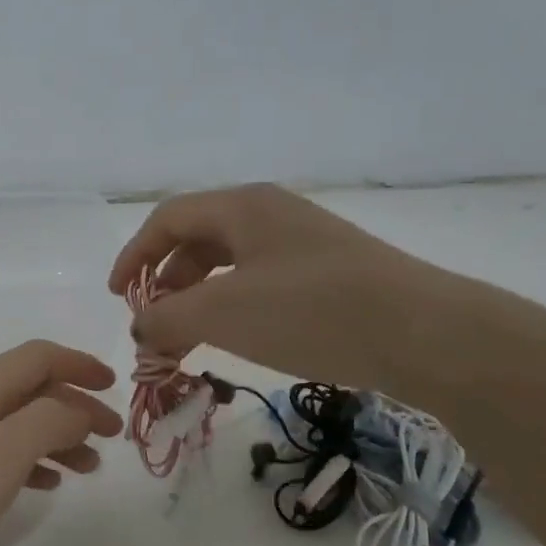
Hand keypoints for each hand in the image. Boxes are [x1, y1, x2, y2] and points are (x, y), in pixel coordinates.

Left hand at [0, 341, 122, 545]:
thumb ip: (46, 422)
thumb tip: (77, 406)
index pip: (36, 357)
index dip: (78, 363)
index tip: (114, 387)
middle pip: (28, 390)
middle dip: (74, 405)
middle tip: (111, 438)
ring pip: (14, 424)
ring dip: (55, 437)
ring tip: (87, 468)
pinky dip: (27, 462)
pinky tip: (43, 486)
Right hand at [108, 184, 463, 397]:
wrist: (426, 334)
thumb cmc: (312, 311)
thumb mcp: (223, 314)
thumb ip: (166, 319)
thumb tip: (141, 328)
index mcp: (243, 206)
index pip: (168, 219)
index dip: (134, 255)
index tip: (118, 298)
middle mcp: (271, 213)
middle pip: (197, 239)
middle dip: (166, 282)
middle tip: (155, 324)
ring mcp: (303, 242)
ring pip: (229, 263)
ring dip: (197, 298)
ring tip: (188, 339)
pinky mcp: (328, 273)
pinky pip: (260, 281)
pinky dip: (232, 307)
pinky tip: (236, 338)